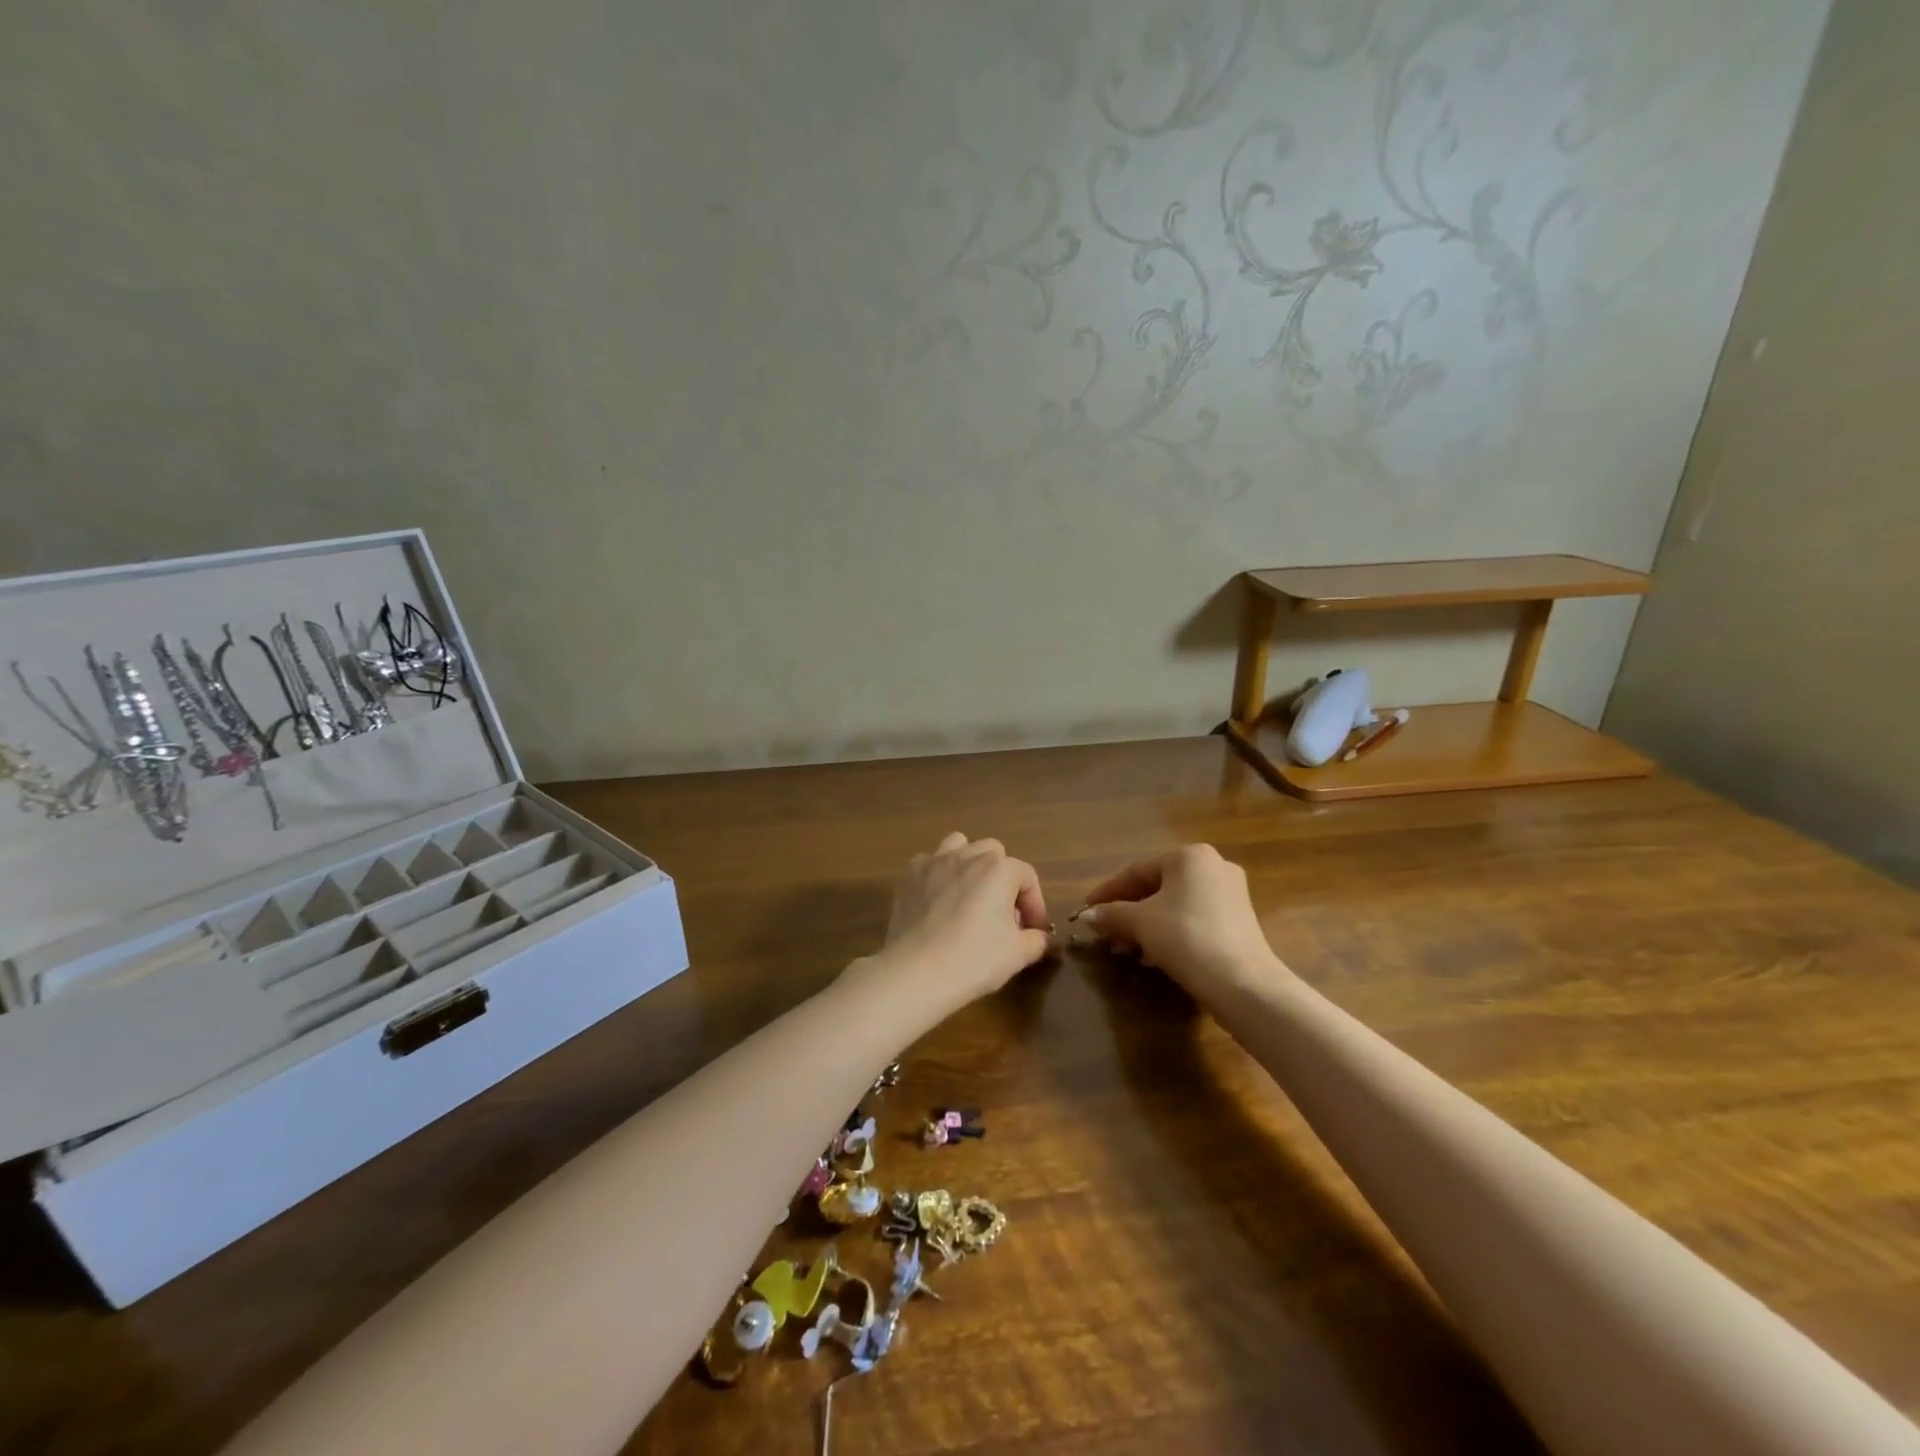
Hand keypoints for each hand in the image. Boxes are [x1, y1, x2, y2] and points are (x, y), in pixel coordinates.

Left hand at [856, 832, 1051, 1019]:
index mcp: (999, 869)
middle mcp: (968, 855)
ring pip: (960, 845)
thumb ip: (1037, 940)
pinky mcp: (910, 877)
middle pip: (995, 854)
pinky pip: (930, 862)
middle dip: (1004, 878)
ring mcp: (935, 862)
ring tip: (971, 893)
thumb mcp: (1018, 955)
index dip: (1035, 904)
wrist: (916, 972)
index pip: (1027, 876)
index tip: (1033, 930)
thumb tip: (1041, 938)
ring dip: (970, 863)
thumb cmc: (974, 960)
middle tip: (1003, 912)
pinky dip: (939, 874)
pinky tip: (939, 899)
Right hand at [1079, 844, 1288, 1001]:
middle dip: (1127, 913)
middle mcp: (1213, 865)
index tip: (1085, 910)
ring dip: (1146, 925)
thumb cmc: (1185, 938)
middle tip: (1105, 935)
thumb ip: (1111, 914)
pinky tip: (1152, 956)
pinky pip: (1193, 918)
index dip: (1107, 892)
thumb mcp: (1140, 923)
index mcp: (1189, 856)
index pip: (1136, 871)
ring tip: (1124, 949)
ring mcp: (1230, 893)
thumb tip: (1087, 916)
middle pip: (1156, 888)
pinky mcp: (1239, 920)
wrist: (1242, 983)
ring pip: (1174, 905)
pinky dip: (1169, 931)